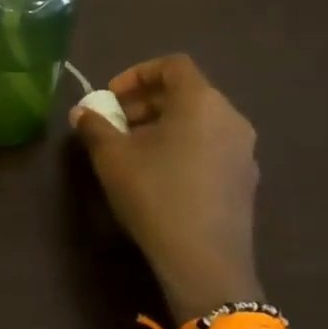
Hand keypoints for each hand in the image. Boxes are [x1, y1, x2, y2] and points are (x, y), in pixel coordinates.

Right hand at [70, 54, 260, 316]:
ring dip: (163, 125)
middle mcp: (230, 118)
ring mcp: (243, 151)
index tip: (111, 96)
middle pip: (186, 93)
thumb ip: (94, 126)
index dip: (137, 74)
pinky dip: (183, 147)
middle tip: (115, 123)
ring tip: (132, 151)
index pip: (172, 66)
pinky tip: (159, 176)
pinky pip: (210, 146)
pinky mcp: (244, 180)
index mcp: (201, 101)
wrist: (204, 262)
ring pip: (198, 121)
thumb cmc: (155, 194)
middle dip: (145, 102)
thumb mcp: (112, 157)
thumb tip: (82, 112)